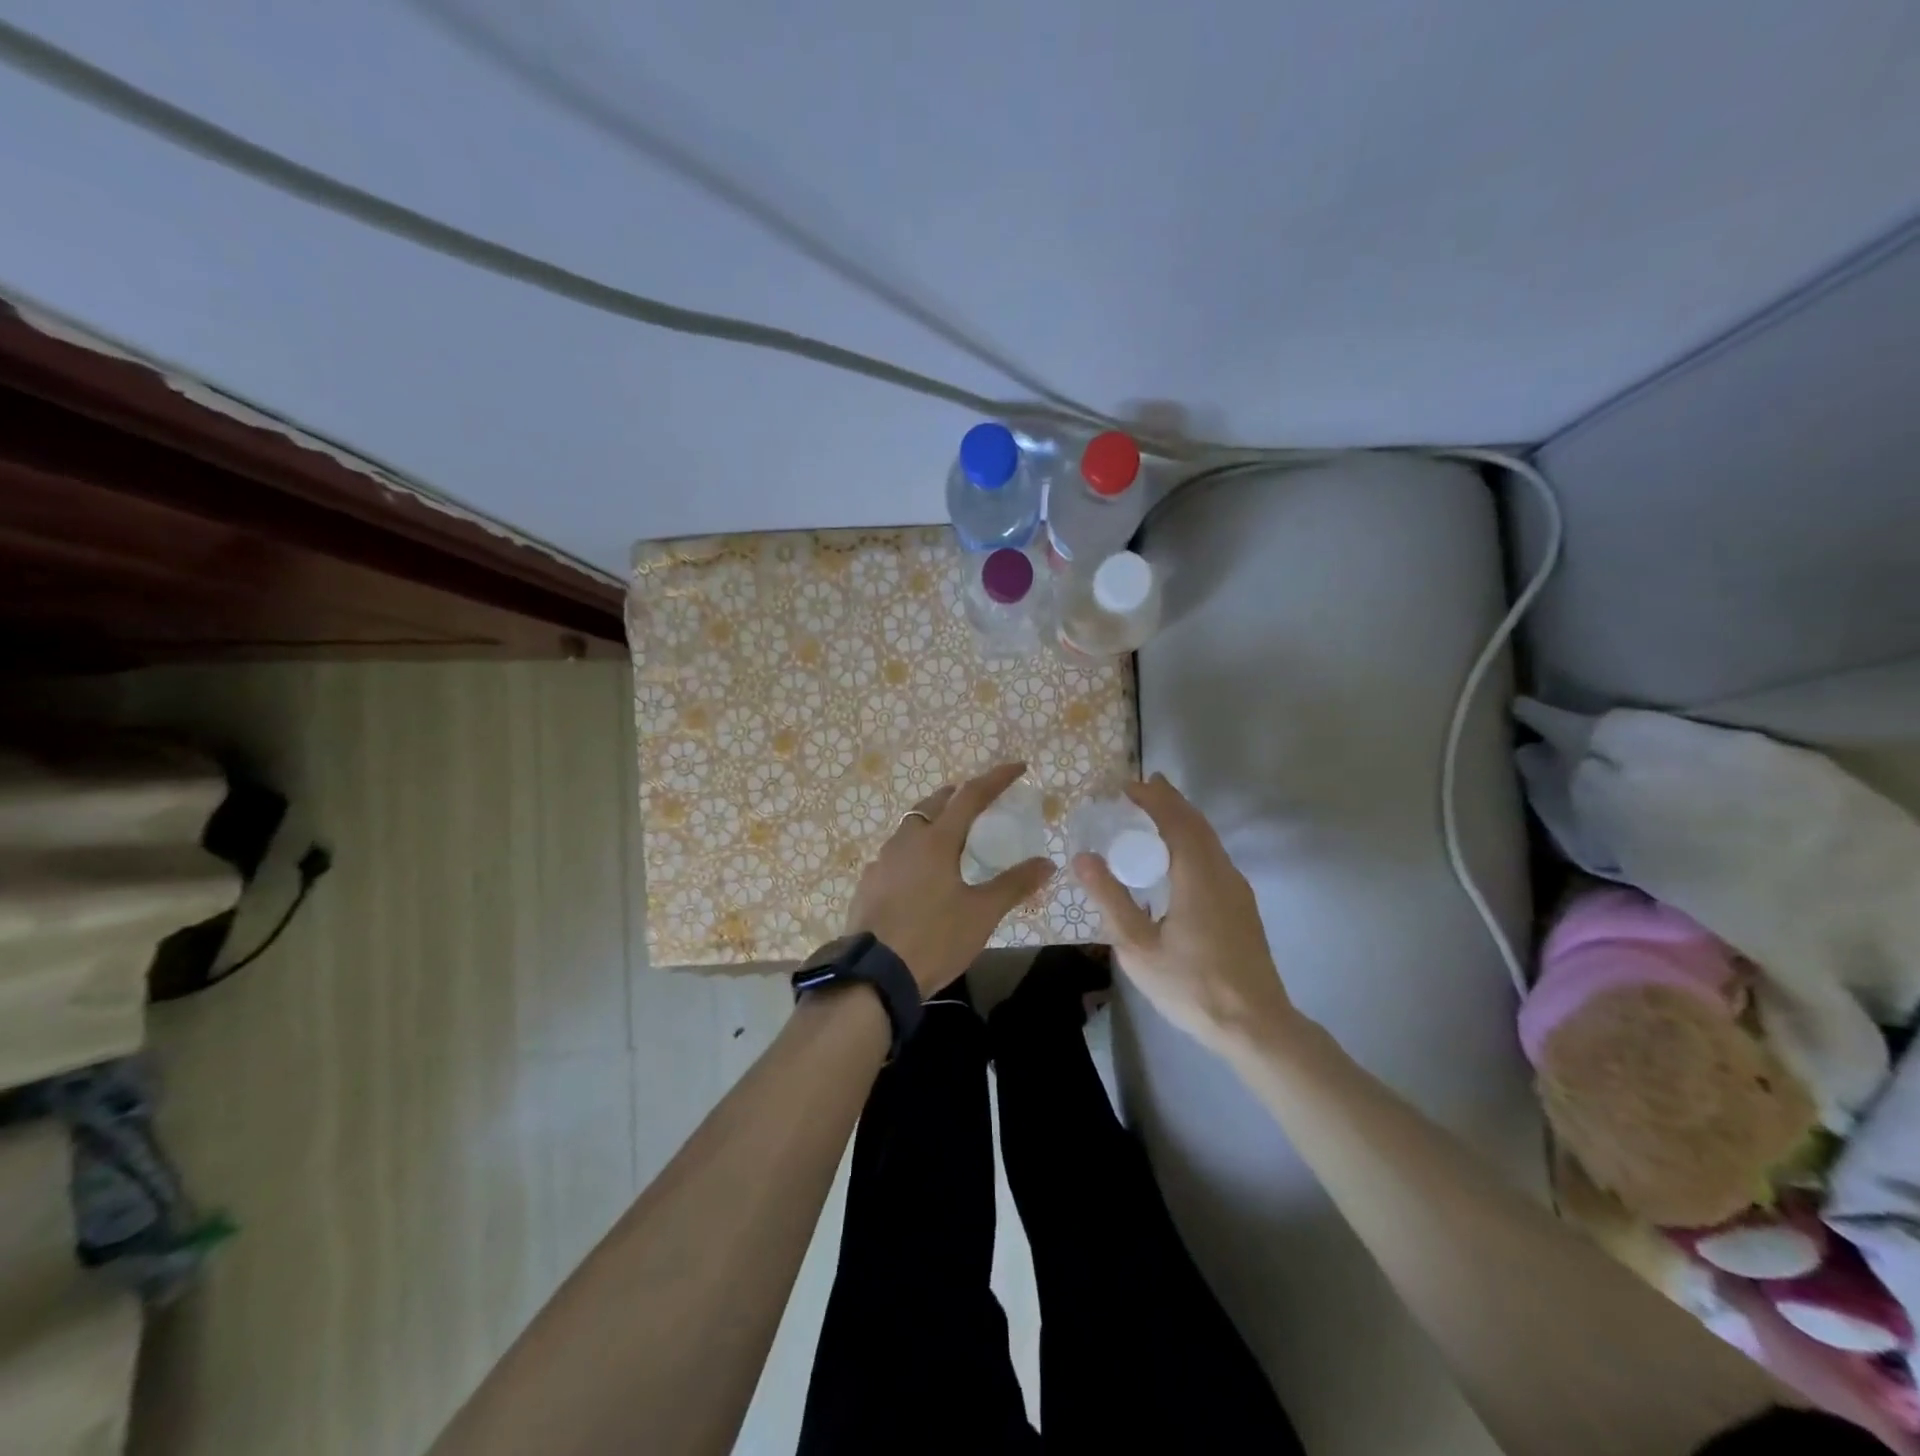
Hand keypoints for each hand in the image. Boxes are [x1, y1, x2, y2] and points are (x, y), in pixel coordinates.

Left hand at [845, 762, 1056, 996]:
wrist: (875, 974)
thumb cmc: (934, 937)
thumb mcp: (982, 914)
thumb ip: (1014, 885)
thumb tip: (1047, 863)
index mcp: (937, 840)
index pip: (971, 795)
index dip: (996, 778)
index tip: (1017, 768)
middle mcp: (906, 840)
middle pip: (933, 804)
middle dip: (956, 795)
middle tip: (976, 800)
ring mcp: (882, 861)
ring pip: (909, 827)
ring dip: (931, 821)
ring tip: (949, 836)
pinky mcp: (868, 883)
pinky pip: (895, 854)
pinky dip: (913, 851)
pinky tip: (919, 874)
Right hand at [1073, 773, 1297, 1053]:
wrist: (1255, 1025)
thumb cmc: (1192, 987)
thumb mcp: (1138, 948)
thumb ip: (1111, 899)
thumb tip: (1083, 857)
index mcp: (1198, 877)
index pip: (1176, 821)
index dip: (1152, 799)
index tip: (1126, 787)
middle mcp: (1223, 873)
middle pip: (1196, 824)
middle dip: (1169, 801)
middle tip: (1139, 789)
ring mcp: (1237, 890)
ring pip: (1209, 840)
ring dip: (1182, 819)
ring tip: (1154, 813)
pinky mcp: (1241, 906)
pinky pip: (1214, 856)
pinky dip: (1192, 840)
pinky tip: (1176, 858)